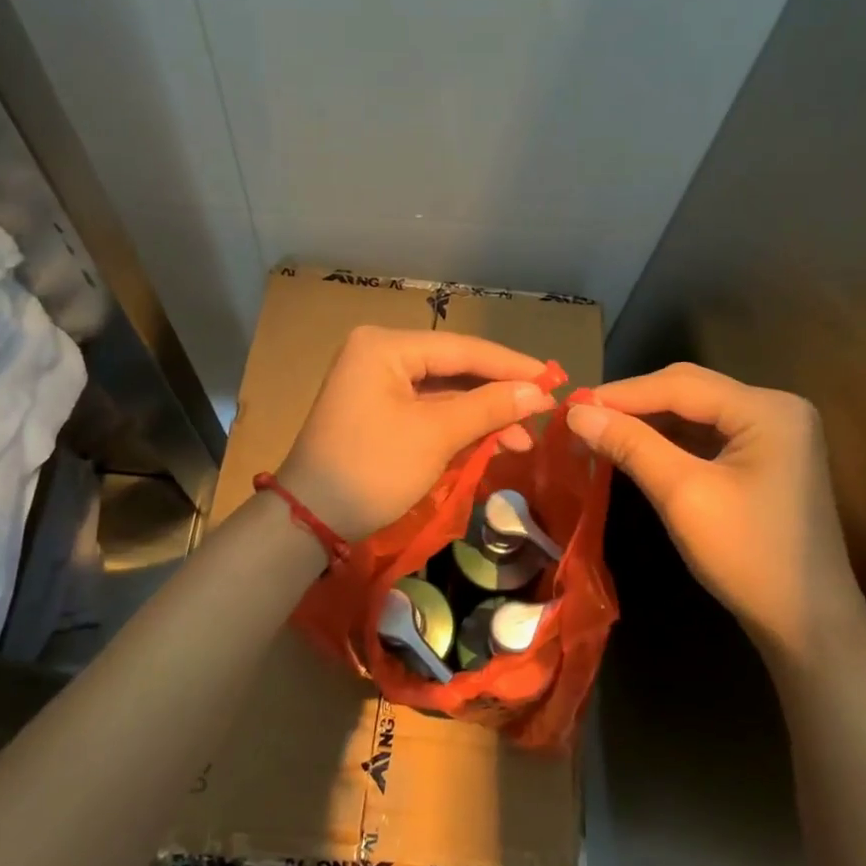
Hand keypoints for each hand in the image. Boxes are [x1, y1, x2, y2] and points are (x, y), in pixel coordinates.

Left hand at [279, 326, 554, 540]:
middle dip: (498, 395)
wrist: (311, 519)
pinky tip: (491, 442)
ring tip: (521, 441)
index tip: (554, 380)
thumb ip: (489, 408)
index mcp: (386, 346)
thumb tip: (539, 393)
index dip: (511, 365)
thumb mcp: (436, 435)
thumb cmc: (373, 469)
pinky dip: (458, 427)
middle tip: (542, 415)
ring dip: (482, 416)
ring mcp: (375, 384)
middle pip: (454, 368)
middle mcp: (379, 354)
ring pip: (444, 392)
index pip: (462, 348)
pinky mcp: (376, 411)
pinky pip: (427, 410)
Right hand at [566, 363, 865, 665]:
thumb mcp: (684, 495)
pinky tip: (636, 448)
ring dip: (649, 421)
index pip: (681, 384)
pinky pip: (708, 436)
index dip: (622, 393)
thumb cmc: (748, 556)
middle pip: (690, 390)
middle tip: (582, 418)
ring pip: (696, 412)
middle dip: (635, 403)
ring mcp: (774, 434)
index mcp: (767, 409)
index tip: (571, 406)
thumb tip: (576, 413)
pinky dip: (670, 440)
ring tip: (599, 431)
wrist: (806, 622)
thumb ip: (632, 446)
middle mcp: (775, 408)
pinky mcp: (765, 459)